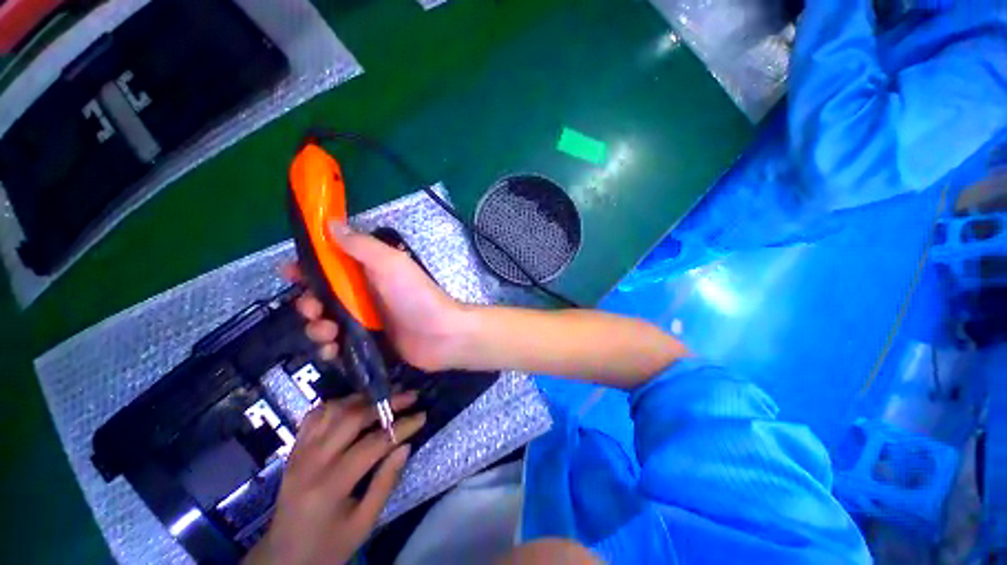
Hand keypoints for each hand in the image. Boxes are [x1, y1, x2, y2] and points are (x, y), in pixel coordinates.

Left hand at [245, 393, 425, 564]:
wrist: (283, 557)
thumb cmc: (328, 546)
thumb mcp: (364, 524)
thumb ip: (385, 483)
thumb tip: (405, 445)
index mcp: (329, 486)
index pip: (372, 444)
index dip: (400, 427)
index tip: (422, 416)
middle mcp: (311, 462)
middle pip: (352, 418)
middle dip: (386, 404)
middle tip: (410, 396)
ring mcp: (299, 452)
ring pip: (333, 410)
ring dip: (363, 399)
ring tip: (386, 396)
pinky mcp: (294, 449)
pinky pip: (315, 415)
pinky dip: (338, 404)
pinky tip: (354, 404)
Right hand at [284, 222, 466, 371]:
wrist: (441, 335)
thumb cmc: (416, 296)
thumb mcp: (390, 264)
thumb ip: (361, 245)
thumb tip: (331, 223)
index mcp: (368, 272)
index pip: (329, 265)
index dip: (307, 267)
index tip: (289, 273)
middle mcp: (363, 295)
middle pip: (321, 297)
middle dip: (308, 303)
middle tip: (314, 310)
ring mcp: (365, 321)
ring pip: (325, 323)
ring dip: (317, 329)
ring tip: (329, 334)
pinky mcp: (367, 344)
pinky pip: (337, 346)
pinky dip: (330, 349)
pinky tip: (334, 351)